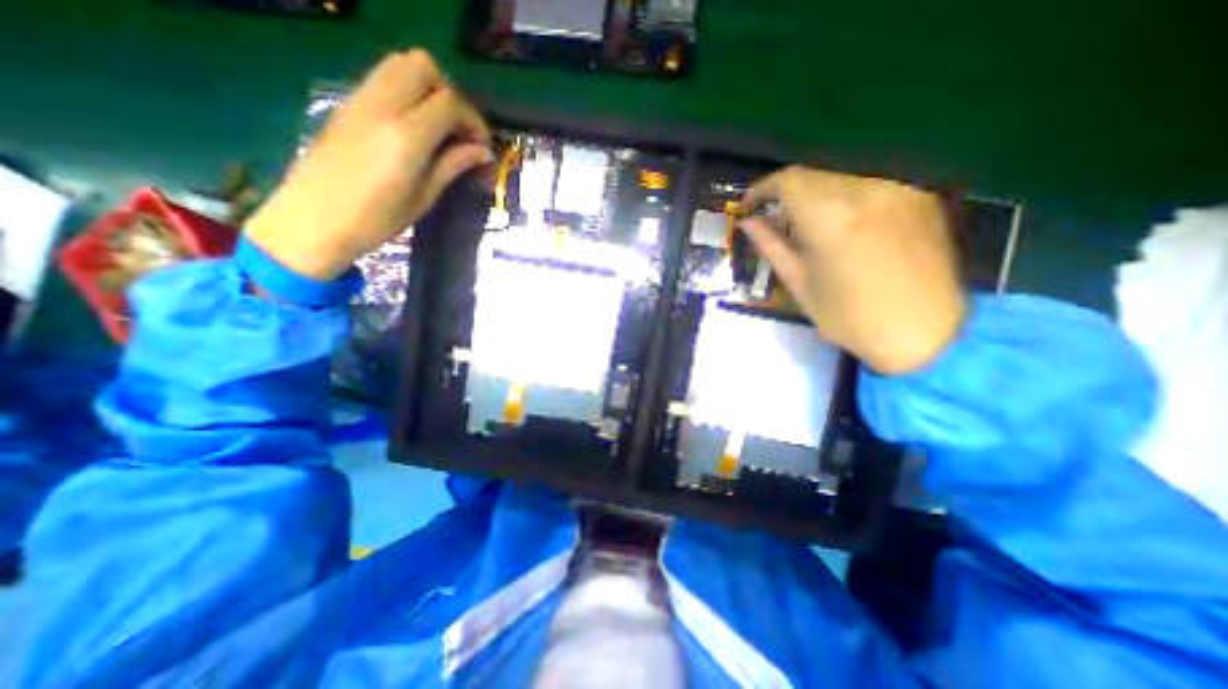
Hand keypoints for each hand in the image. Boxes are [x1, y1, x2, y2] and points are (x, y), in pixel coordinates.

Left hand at [245, 48, 491, 281]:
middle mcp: (382, 106)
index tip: (482, 147)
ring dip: (427, 87)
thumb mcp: (423, 197)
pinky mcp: (346, 104)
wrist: (312, 221)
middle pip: (422, 66)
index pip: (449, 102)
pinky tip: (412, 127)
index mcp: (406, 136)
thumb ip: (452, 165)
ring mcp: (359, 100)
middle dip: (450, 93)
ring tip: (437, 126)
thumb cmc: (376, 220)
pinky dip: (406, 92)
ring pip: (399, 63)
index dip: (474, 121)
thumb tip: (483, 151)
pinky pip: (382, 78)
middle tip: (458, 130)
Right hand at [739, 163, 969, 377]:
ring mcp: (898, 191)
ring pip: (840, 181)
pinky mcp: (920, 198)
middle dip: (785, 195)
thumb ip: (771, 246)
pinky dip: (844, 202)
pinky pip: (868, 189)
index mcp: (830, 219)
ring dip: (814, 197)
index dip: (761, 189)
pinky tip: (842, 228)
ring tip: (805, 227)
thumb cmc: (848, 318)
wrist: (925, 335)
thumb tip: (748, 223)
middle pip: (813, 177)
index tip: (748, 208)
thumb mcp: (799, 284)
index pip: (787, 181)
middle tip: (772, 219)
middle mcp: (866, 192)